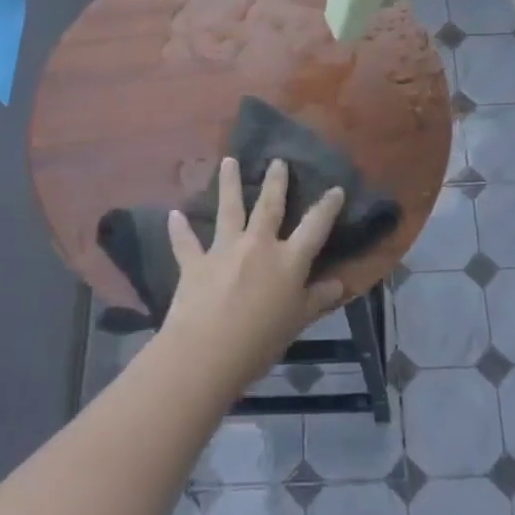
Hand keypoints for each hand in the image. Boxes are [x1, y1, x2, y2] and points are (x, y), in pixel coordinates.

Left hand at [159, 158, 347, 395]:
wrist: (206, 352)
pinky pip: (186, 242)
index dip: (327, 207)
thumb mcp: (298, 322)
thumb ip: (317, 300)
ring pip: (228, 210)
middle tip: (278, 161)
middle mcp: (258, 245)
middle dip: (275, 182)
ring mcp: (223, 250)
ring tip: (228, 161)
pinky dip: (180, 229)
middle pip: (269, 206)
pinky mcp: (194, 263)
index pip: (314, 226)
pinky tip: (174, 215)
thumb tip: (339, 284)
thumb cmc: (261, 341)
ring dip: (228, 184)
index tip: (336, 188)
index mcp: (288, 260)